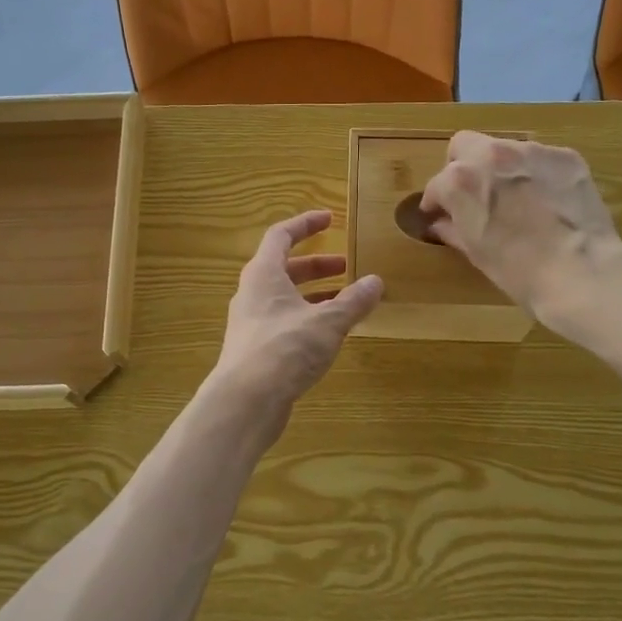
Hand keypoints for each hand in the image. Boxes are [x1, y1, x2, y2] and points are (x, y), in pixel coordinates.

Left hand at [216, 211, 383, 406]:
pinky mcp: (256, 349)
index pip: (281, 235)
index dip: (306, 224)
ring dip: (315, 294)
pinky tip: (330, 334)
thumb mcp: (327, 322)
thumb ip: (353, 301)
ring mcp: (252, 323)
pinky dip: (308, 318)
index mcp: (263, 274)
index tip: (330, 219)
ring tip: (346, 301)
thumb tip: (376, 282)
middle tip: (347, 266)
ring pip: (286, 298)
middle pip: (285, 268)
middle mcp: (253, 293)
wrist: (245, 401)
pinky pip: (285, 322)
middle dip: (317, 265)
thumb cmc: (285, 348)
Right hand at [419, 132, 621, 344]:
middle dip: (463, 166)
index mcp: (460, 181)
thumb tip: (440, 223)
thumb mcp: (476, 252)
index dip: (437, 202)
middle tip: (474, 194)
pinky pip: (540, 159)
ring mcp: (531, 151)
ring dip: (502, 168)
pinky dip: (536, 174)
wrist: (580, 271)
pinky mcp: (565, 156)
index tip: (441, 214)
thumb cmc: (517, 270)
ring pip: (504, 149)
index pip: (437, 184)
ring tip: (516, 198)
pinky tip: (547, 200)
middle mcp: (491, 155)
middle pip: (464, 145)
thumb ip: (452, 229)